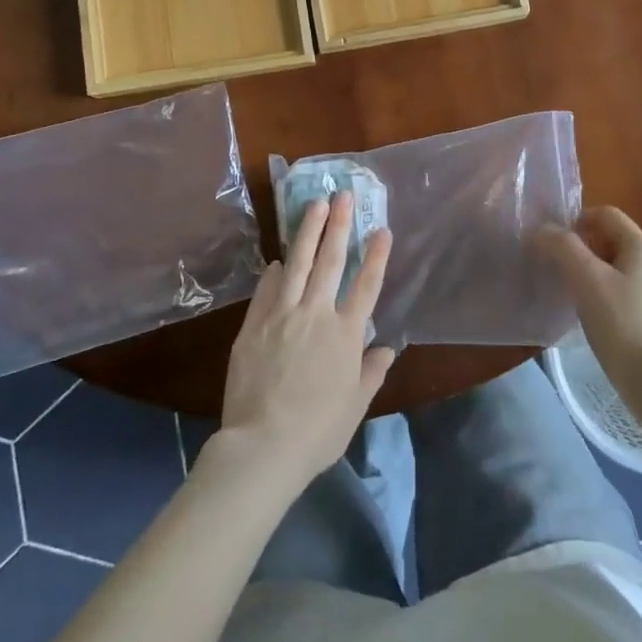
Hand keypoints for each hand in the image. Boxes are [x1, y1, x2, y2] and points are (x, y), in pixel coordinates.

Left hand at [218, 192, 395, 488]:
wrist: (263, 445)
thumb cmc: (318, 431)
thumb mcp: (355, 404)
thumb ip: (372, 372)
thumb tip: (387, 349)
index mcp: (346, 334)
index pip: (366, 285)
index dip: (376, 256)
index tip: (381, 229)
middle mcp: (317, 314)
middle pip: (331, 262)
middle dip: (339, 226)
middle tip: (343, 196)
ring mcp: (282, 315)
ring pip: (298, 264)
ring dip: (307, 232)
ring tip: (314, 206)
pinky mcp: (254, 325)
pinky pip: (267, 290)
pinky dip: (275, 272)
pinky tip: (278, 258)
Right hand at [540, 206, 641, 392]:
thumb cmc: (621, 323)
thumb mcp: (586, 279)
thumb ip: (563, 248)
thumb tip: (542, 230)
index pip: (607, 214)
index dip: (577, 219)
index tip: (554, 241)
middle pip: (612, 239)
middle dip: (582, 247)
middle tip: (557, 267)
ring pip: (618, 266)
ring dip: (591, 271)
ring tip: (570, 292)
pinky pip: (625, 290)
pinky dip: (604, 292)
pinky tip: (591, 314)